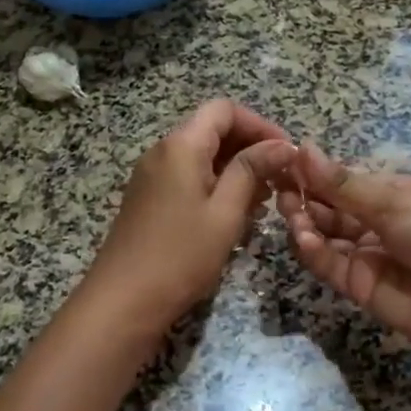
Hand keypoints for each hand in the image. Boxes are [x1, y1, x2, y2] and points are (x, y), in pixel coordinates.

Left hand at [75, 100, 293, 345]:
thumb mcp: (225, 212)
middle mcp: (163, 150)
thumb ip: (252, 171)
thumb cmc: (180, 255)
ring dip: (235, 169)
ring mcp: (152, 175)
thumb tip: (283, 144)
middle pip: (212, 129)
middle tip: (280, 180)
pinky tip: (236, 214)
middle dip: (250, 148)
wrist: (123, 300)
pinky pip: (188, 176)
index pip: (224, 110)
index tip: (287, 153)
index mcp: (181, 145)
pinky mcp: (149, 198)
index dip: (260, 124)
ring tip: (264, 201)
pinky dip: (216, 185)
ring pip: (202, 155)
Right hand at [277, 143, 410, 362]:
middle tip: (278, 187)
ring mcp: (368, 255)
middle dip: (304, 196)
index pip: (344, 180)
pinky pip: (329, 264)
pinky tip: (304, 237)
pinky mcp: (359, 286)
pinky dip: (313, 250)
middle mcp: (377, 222)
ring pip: (324, 234)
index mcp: (393, 193)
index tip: (283, 162)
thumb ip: (341, 183)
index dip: (315, 172)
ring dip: (304, 221)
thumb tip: (302, 148)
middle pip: (330, 207)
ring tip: (289, 212)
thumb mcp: (394, 201)